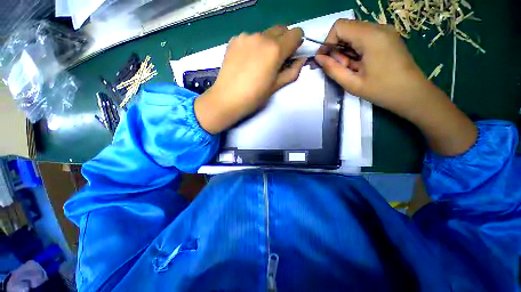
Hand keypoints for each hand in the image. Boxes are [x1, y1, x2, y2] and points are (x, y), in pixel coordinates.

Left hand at [195, 26, 305, 133]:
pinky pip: (251, 38)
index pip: (296, 33)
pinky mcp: (234, 39)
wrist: (227, 99)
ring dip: (268, 44)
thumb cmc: (254, 96)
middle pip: (281, 29)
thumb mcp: (276, 86)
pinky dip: (254, 46)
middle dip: (284, 41)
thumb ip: (292, 71)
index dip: (297, 43)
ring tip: (258, 63)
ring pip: (265, 34)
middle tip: (276, 60)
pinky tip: (247, 61)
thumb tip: (301, 60)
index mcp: (275, 50)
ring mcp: (246, 36)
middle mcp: (262, 37)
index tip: (291, 54)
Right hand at [315, 20, 427, 115]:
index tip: (327, 60)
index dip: (328, 42)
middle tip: (342, 68)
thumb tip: (318, 58)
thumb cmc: (382, 90)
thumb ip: (332, 69)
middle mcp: (379, 28)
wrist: (412, 94)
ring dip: (347, 51)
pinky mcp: (387, 38)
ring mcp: (385, 32)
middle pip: (347, 29)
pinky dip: (356, 51)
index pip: (339, 26)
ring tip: (353, 69)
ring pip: (354, 34)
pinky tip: (360, 65)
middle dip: (338, 49)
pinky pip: (364, 38)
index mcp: (371, 36)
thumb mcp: (352, 83)